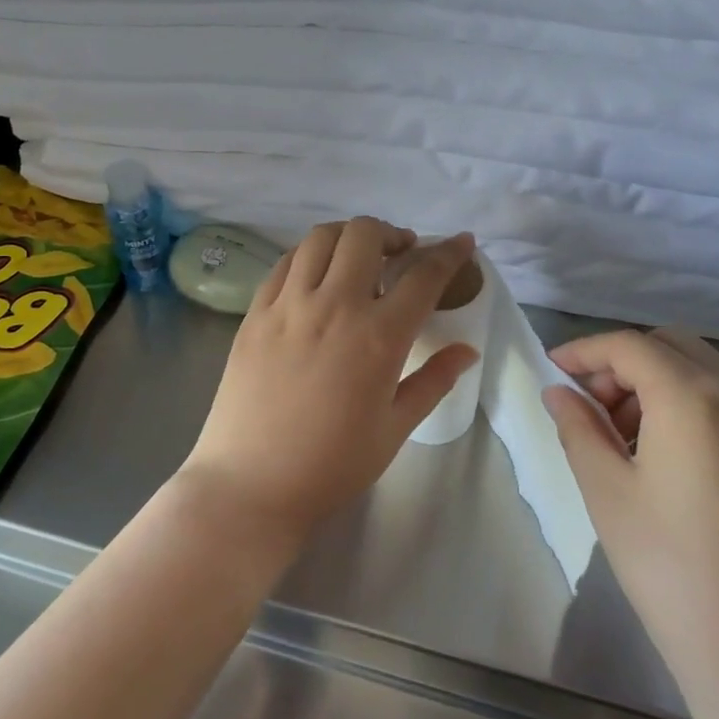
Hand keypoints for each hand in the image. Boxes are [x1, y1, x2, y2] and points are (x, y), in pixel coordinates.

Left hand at [182, 219, 479, 548]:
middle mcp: (333, 306)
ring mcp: (288, 304)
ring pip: (320, 238)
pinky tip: (315, 276)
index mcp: (378, 336)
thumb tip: (467, 350)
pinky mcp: (255, 312)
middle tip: (400, 254)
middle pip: (365, 234)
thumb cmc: (331, 465)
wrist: (250, 484)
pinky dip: (308, 256)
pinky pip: (285, 263)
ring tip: (357, 258)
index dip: (449, 252)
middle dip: (391, 234)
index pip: (423, 275)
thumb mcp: (394, 428)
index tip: (461, 242)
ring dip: (348, 237)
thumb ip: (433, 381)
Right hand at [543, 330, 718, 702]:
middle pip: (672, 346)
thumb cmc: (674, 572)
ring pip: (705, 373)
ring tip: (625, 440)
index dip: (584, 351)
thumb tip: (559, 392)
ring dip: (657, 383)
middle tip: (589, 407)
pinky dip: (692, 406)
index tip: (553, 372)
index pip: (629, 346)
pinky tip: (671, 460)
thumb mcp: (608, 494)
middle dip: (622, 363)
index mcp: (694, 399)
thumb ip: (578, 428)